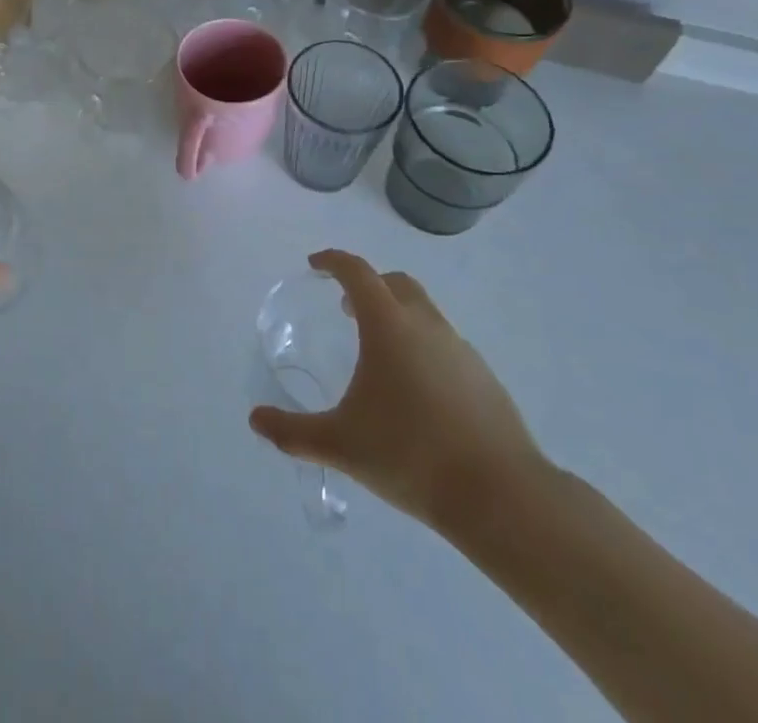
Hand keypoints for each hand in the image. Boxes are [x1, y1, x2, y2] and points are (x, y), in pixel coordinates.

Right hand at [249, 250, 547, 536]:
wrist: (502, 496)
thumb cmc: (411, 455)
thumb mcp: (340, 445)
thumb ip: (293, 432)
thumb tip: (255, 420)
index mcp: (388, 325)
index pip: (357, 272)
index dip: (333, 261)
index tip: (315, 265)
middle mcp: (425, 324)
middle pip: (394, 283)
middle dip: (367, 286)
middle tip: (346, 309)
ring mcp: (461, 349)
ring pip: (423, 312)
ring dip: (397, 316)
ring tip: (379, 354)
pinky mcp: (485, 377)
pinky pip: (445, 344)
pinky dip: (423, 347)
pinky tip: (416, 391)